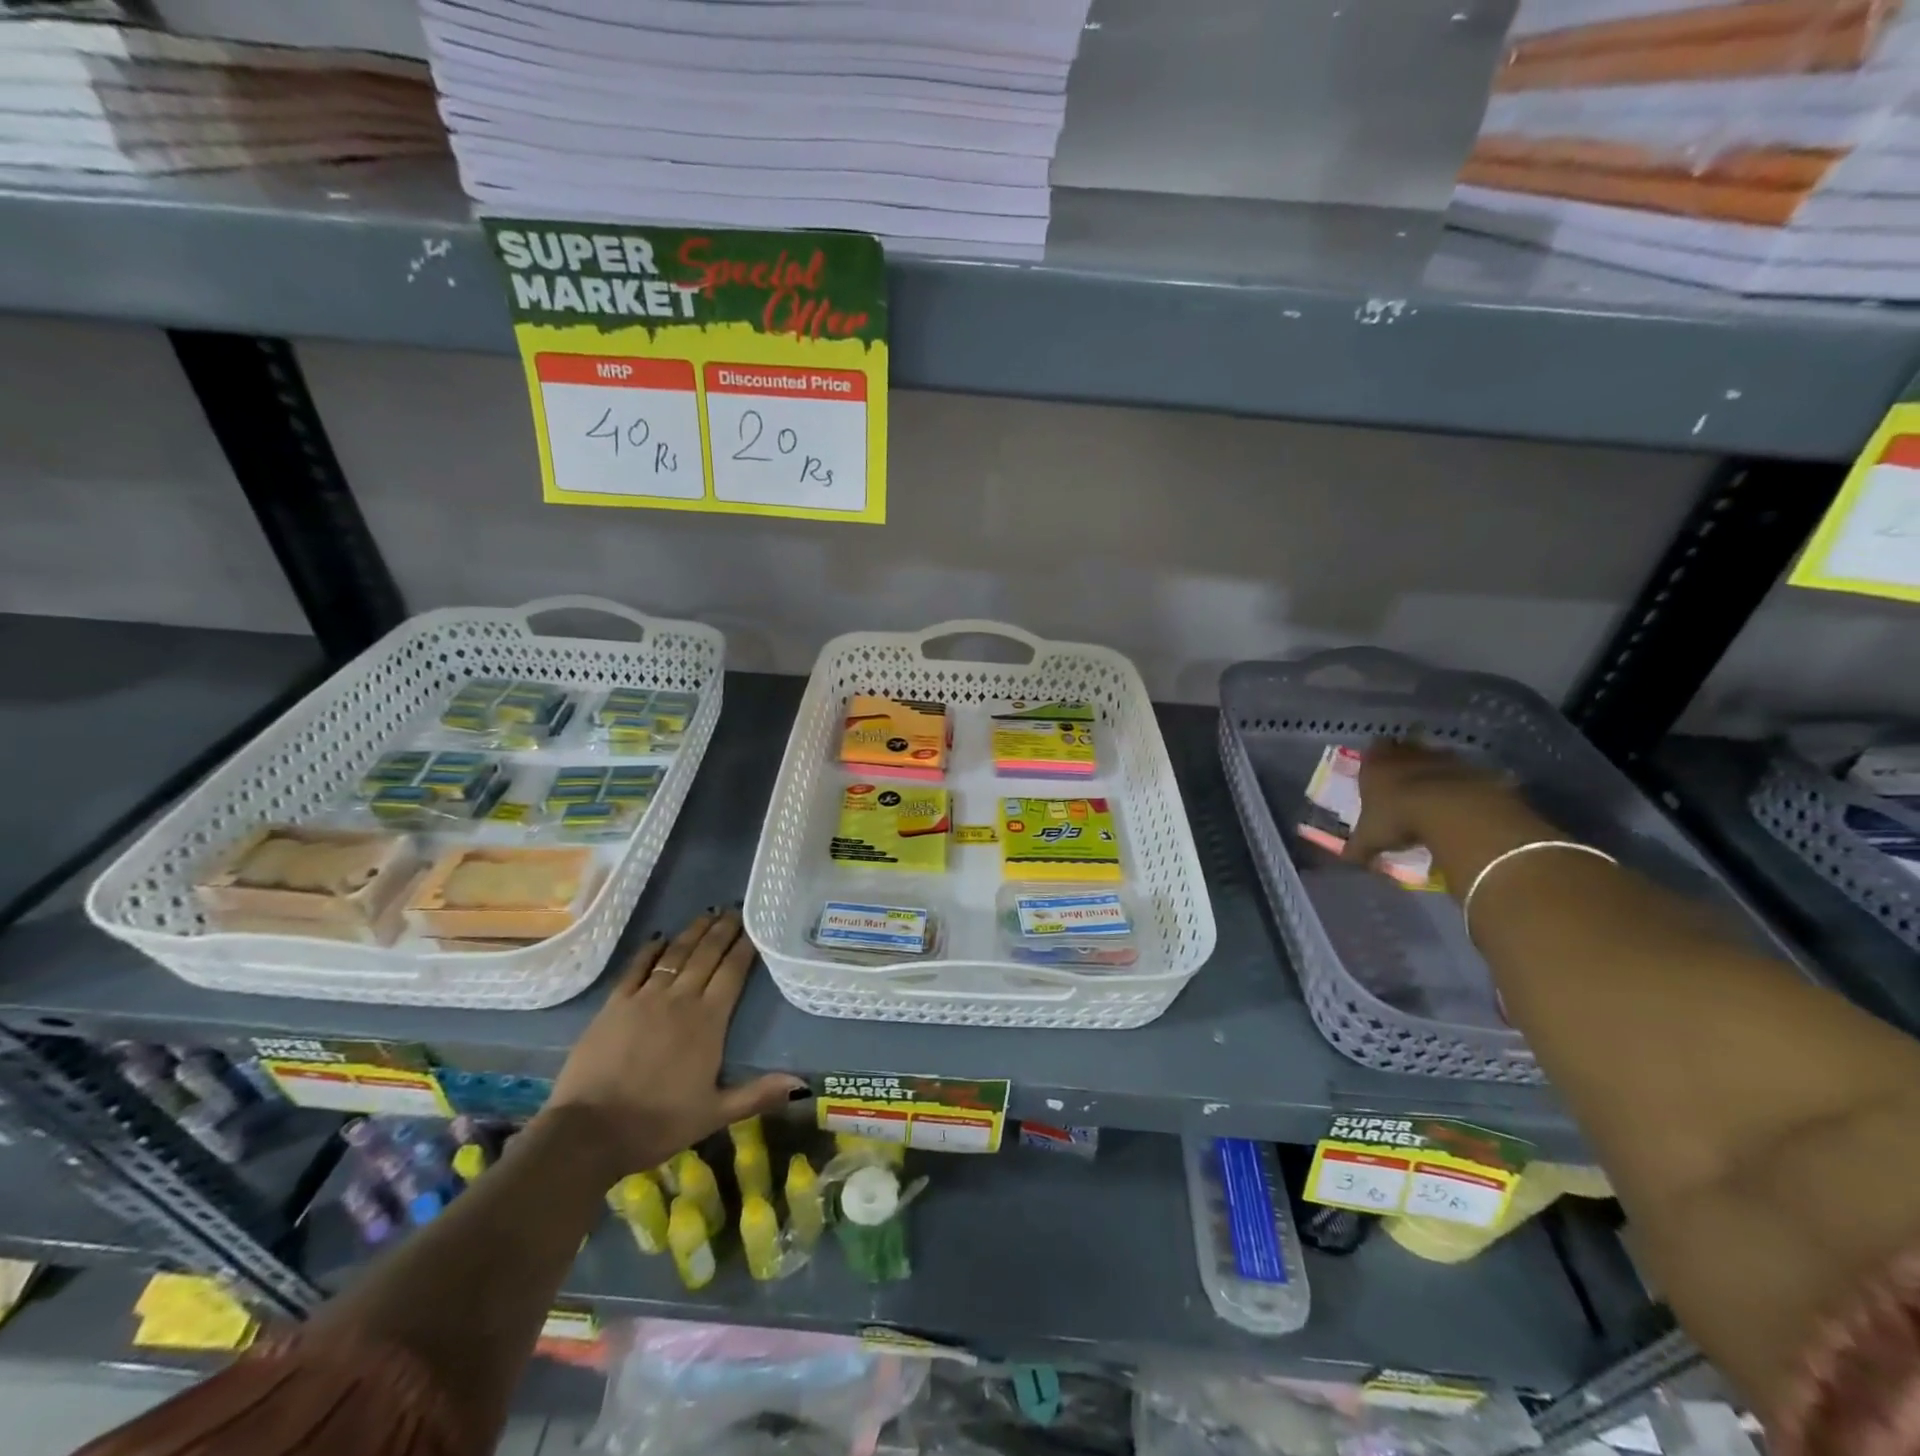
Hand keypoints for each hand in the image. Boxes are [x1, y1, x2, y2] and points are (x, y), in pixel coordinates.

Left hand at [539, 908, 804, 1183]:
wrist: (589, 1132)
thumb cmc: (658, 1123)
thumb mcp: (714, 1114)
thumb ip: (757, 1094)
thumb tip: (802, 1084)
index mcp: (708, 1022)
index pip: (732, 973)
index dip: (745, 947)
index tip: (755, 927)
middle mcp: (680, 1000)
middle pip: (706, 955)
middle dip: (723, 931)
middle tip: (735, 910)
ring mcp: (645, 999)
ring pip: (675, 955)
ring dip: (693, 932)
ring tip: (707, 914)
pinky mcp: (614, 1005)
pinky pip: (636, 968)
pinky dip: (650, 950)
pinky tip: (659, 938)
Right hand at [1342, 740, 1515, 865]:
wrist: (1452, 810)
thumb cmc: (1398, 818)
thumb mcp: (1370, 839)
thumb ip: (1358, 847)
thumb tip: (1347, 860)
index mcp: (1374, 765)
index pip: (1371, 750)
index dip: (1374, 758)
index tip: (1377, 771)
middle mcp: (1404, 754)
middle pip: (1402, 747)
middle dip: (1403, 758)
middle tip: (1404, 777)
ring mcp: (1439, 757)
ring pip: (1433, 755)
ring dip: (1433, 768)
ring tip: (1434, 789)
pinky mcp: (1470, 767)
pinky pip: (1462, 770)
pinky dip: (1460, 781)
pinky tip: (1460, 799)